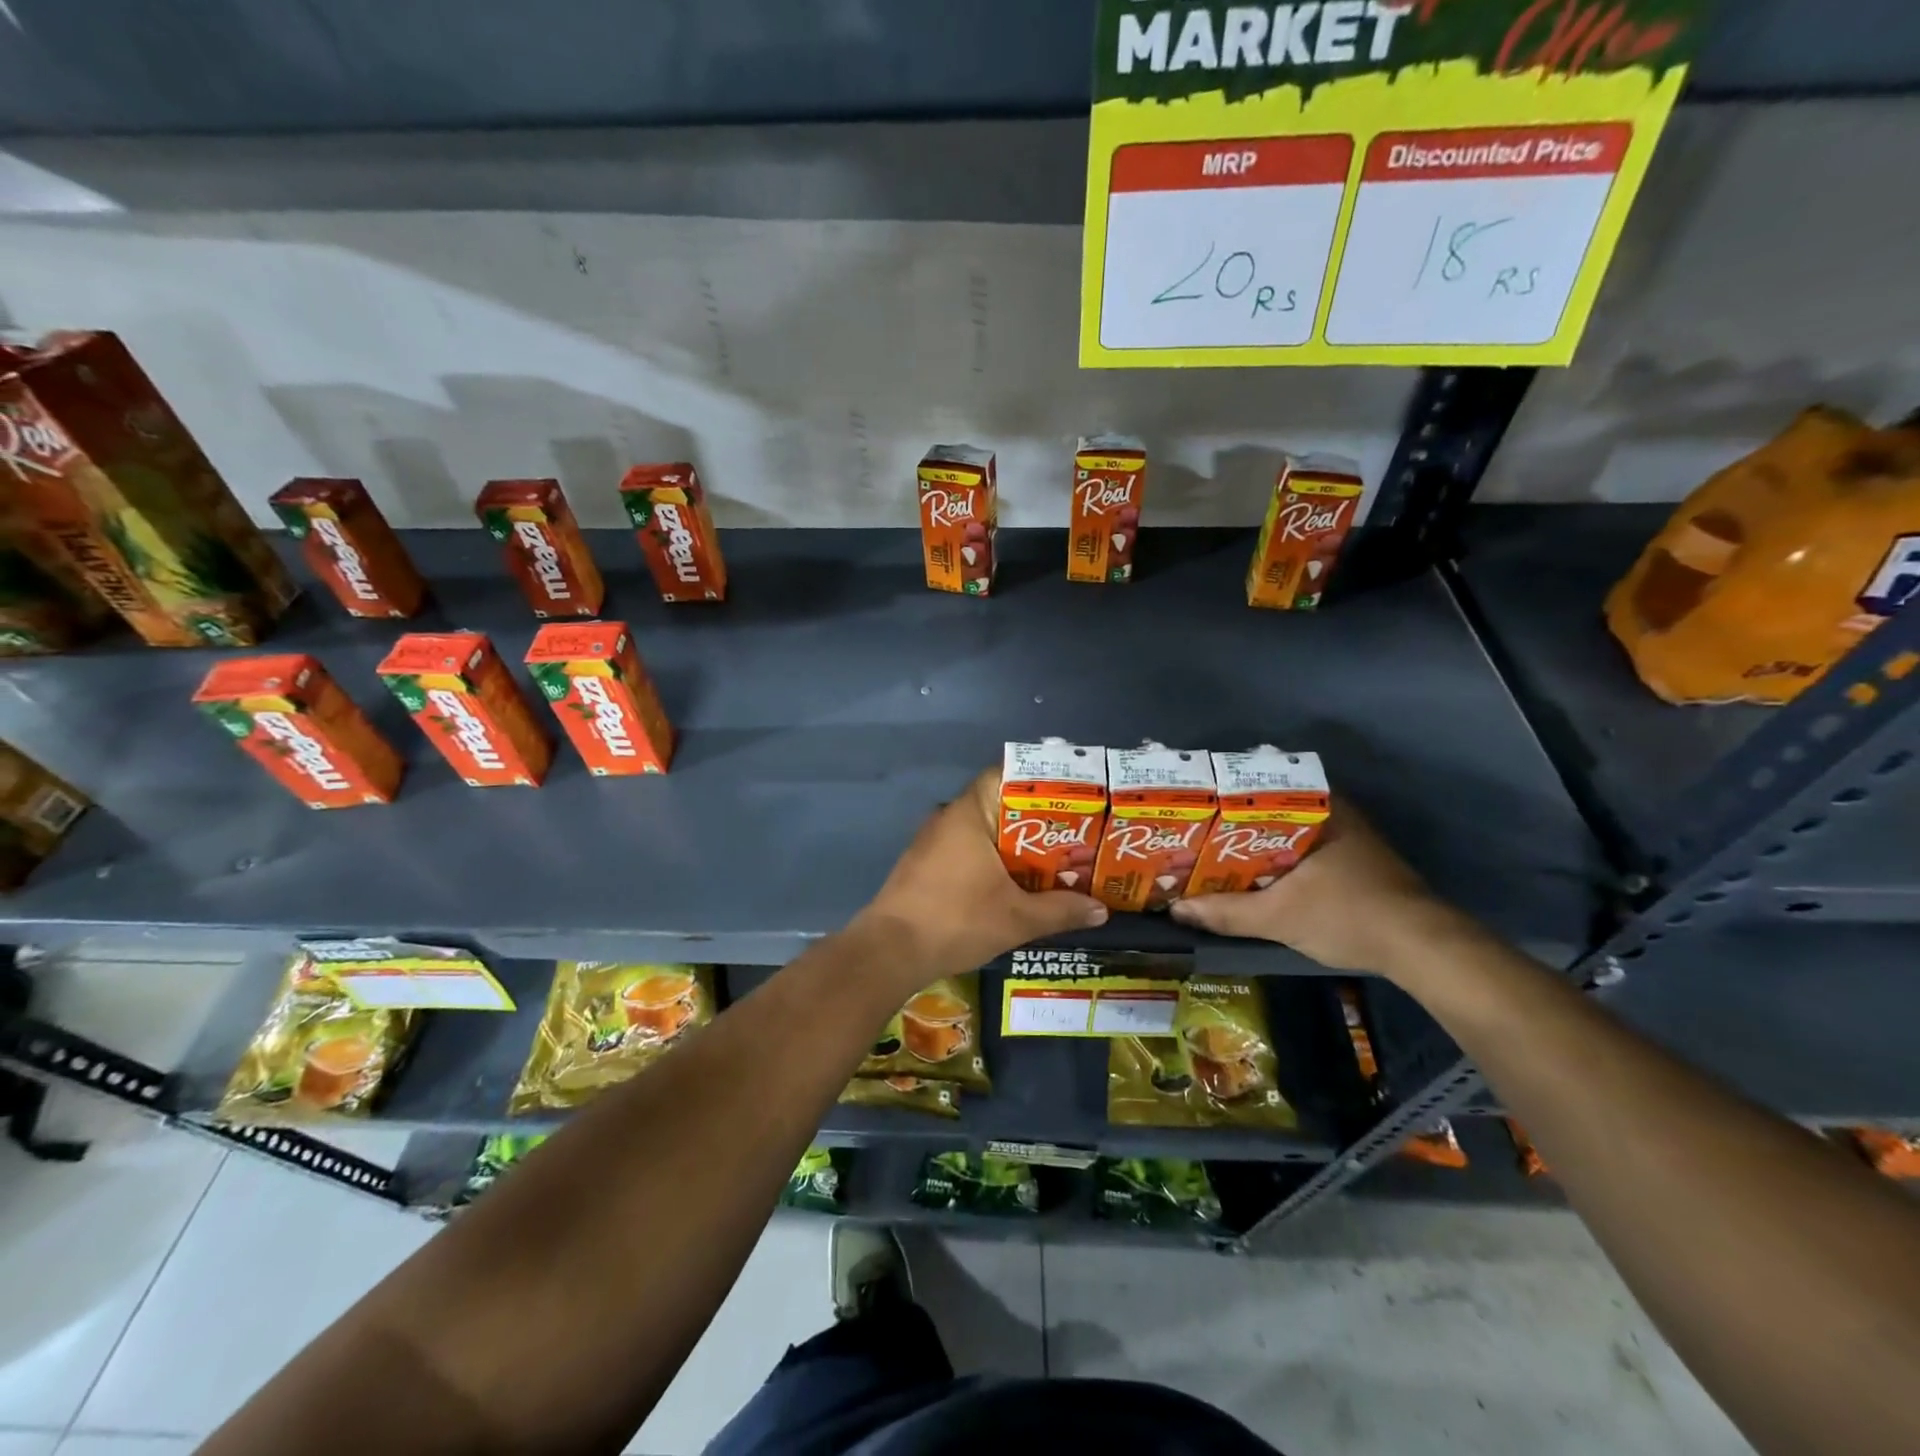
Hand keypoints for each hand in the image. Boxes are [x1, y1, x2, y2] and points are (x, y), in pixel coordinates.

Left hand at [852, 769, 1107, 985]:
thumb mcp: (1017, 918)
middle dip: (1037, 821)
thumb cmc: (956, 920)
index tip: (1072, 795)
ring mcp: (933, 841)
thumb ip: (1061, 909)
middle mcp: (948, 817)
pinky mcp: (925, 864)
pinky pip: (967, 850)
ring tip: (1054, 859)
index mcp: (969, 813)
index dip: (1040, 782)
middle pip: (999, 805)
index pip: (1005, 774)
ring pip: (984, 831)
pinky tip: (1016, 883)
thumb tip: (1101, 909)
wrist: (890, 951)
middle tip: (1075, 834)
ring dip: (1015, 845)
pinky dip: (993, 860)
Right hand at [1170, 800, 1468, 974]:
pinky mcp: (1353, 860)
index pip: (1258, 786)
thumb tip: (1176, 910)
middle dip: (1231, 824)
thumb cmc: (1348, 916)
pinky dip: (1275, 858)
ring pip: (1285, 831)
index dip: (1221, 797)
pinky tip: (1252, 875)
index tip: (1192, 807)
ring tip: (1212, 853)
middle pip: (1268, 810)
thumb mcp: (1279, 917)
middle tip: (1194, 834)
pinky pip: (1300, 848)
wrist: (1422, 948)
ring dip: (1253, 844)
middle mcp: (1333, 811)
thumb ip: (1225, 912)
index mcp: (1317, 807)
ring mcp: (1346, 835)